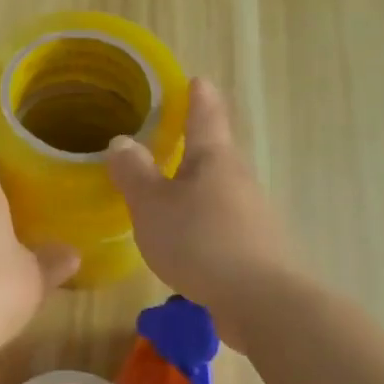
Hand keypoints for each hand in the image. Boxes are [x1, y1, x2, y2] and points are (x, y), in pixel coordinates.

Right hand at [106, 77, 293, 314]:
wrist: (261, 304)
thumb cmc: (200, 241)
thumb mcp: (152, 205)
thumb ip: (134, 173)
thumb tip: (121, 141)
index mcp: (214, 159)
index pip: (206, 115)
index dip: (198, 96)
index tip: (196, 80)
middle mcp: (238, 179)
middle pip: (214, 154)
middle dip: (192, 145)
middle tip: (164, 139)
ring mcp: (251, 215)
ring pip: (217, 191)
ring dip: (194, 188)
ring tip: (165, 193)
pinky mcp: (254, 249)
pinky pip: (220, 223)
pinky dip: (200, 222)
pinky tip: (183, 240)